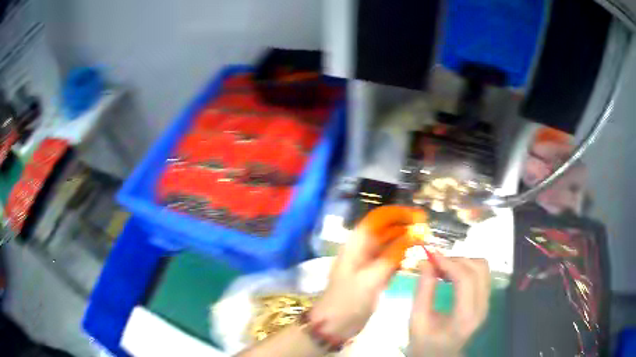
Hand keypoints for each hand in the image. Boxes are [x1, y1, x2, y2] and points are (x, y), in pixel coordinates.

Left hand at [311, 206, 426, 340]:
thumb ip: (393, 255)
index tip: (419, 216)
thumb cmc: (349, 299)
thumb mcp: (372, 277)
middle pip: (386, 230)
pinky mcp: (374, 275)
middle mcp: (363, 249)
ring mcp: (368, 262)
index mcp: (357, 243)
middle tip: (427, 230)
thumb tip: (413, 234)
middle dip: (405, 226)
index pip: (379, 219)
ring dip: (406, 241)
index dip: (399, 214)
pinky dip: (402, 256)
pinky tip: (414, 258)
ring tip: (424, 241)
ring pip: (390, 244)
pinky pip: (390, 259)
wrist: (335, 324)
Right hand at [410, 256, 489, 356]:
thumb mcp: (417, 320)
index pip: (465, 279)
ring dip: (462, 262)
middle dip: (455, 260)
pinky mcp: (485, 300)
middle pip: (478, 269)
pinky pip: (481, 274)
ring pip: (482, 268)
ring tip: (442, 268)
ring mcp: (486, 303)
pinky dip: (466, 267)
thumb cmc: (425, 343)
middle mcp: (482, 307)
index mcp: (464, 317)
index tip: (430, 255)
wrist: (440, 356)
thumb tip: (426, 262)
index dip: (449, 262)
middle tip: (434, 262)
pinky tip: (451, 274)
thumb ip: (423, 291)